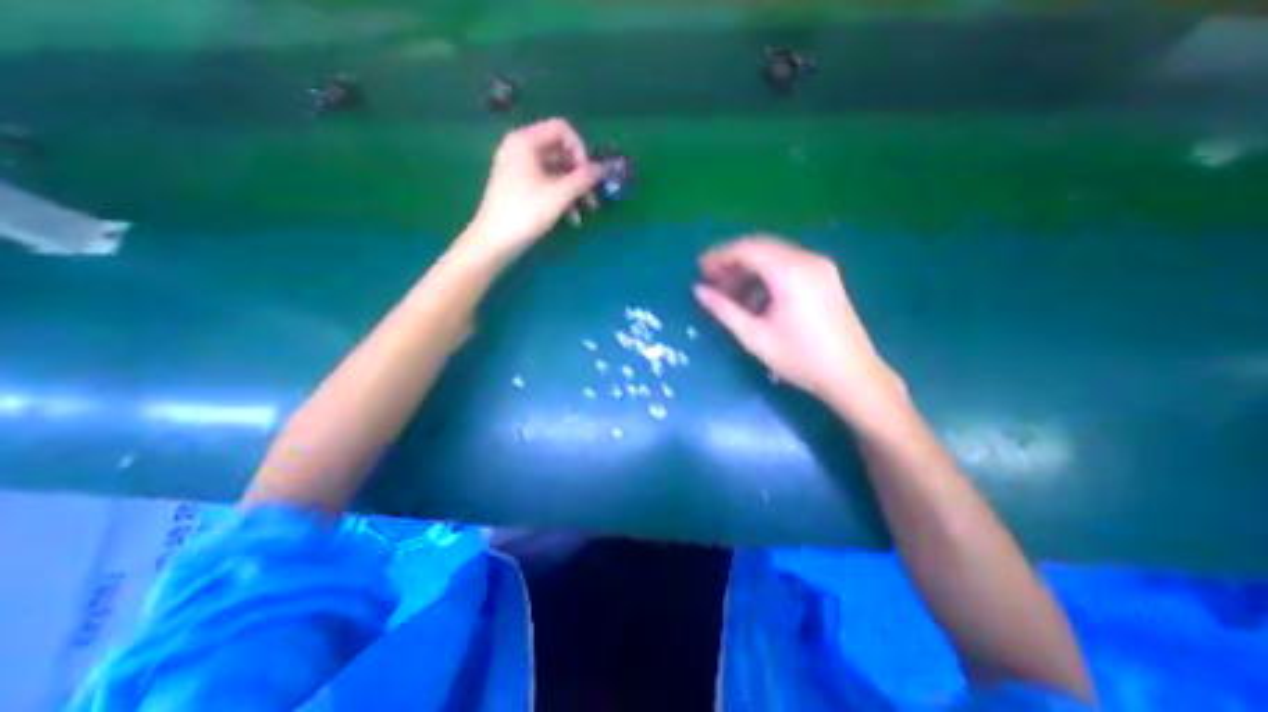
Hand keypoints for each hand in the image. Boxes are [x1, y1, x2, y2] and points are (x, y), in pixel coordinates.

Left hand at [462, 119, 602, 263]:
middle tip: (593, 194)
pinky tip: (572, 218)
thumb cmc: (525, 213)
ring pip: (555, 171)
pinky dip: (561, 197)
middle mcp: (521, 149)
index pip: (561, 129)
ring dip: (574, 188)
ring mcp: (519, 169)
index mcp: (525, 141)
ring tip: (587, 209)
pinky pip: (546, 184)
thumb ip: (582, 179)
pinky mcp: (520, 188)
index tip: (588, 173)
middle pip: (559, 151)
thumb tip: (601, 168)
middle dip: (579, 173)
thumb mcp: (558, 195)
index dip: (580, 149)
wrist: (494, 241)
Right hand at [689, 237, 905, 419]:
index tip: (700, 269)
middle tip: (711, 280)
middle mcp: (807, 260)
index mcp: (790, 273)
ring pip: (774, 254)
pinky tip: (754, 294)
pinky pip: (787, 263)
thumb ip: (724, 310)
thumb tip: (698, 290)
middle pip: (760, 246)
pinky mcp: (825, 276)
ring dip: (748, 267)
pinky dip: (766, 273)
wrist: (852, 375)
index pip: (747, 250)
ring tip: (729, 289)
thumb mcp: (755, 337)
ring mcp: (820, 266)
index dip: (719, 256)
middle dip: (732, 260)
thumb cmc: (800, 359)